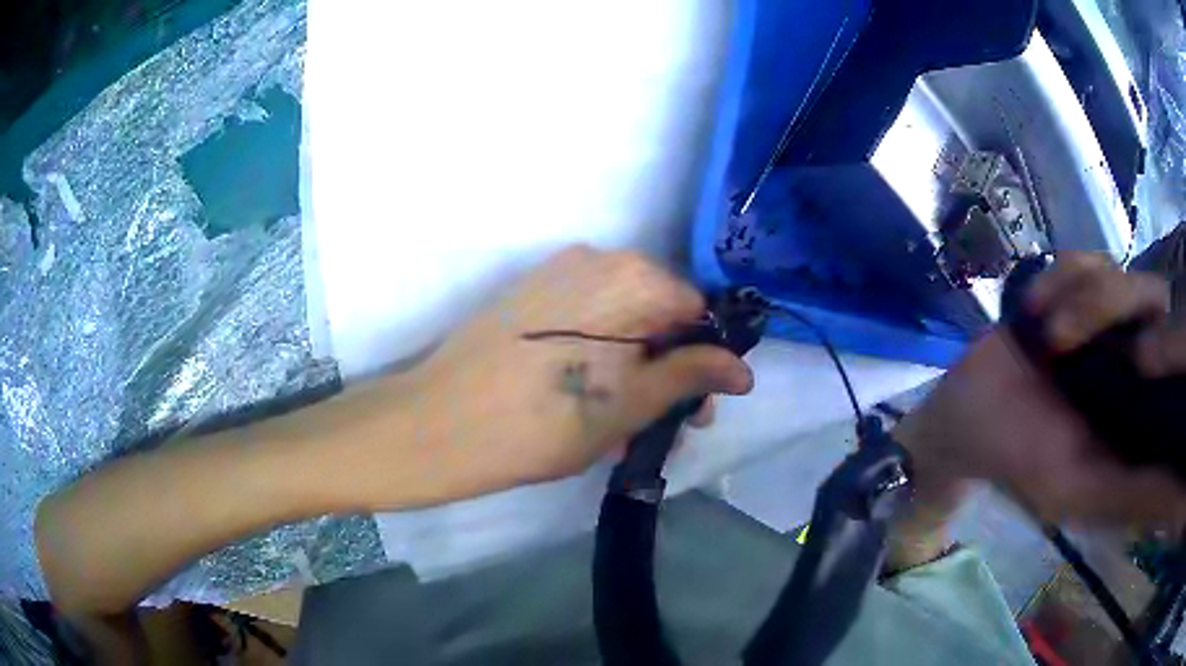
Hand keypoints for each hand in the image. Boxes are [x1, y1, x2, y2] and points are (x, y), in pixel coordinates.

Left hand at [387, 246, 753, 504]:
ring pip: (619, 322)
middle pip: (656, 315)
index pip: (696, 313)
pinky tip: (584, 403)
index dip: (702, 363)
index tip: (692, 411)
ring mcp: (556, 273)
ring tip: (617, 429)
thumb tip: (745, 371)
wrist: (439, 424)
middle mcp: (597, 258)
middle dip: (665, 372)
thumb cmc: (545, 422)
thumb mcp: (631, 405)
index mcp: (633, 276)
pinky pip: (582, 321)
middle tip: (658, 427)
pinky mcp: (527, 294)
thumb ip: (692, 376)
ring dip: (630, 372)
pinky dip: (596, 358)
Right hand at [895, 253, 1185, 525]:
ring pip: (1116, 270)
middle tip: (1059, 340)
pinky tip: (1032, 308)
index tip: (1132, 356)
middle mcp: (1134, 354)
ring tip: (1041, 332)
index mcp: (1142, 406)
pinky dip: (1055, 277)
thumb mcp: (1076, 488)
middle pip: (1152, 298)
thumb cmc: (1018, 457)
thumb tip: (1176, 501)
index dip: (1167, 345)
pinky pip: (1082, 256)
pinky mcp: (1077, 287)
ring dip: (1073, 294)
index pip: (1175, 356)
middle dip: (1104, 307)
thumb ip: (1133, 492)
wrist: (966, 412)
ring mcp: (1107, 316)